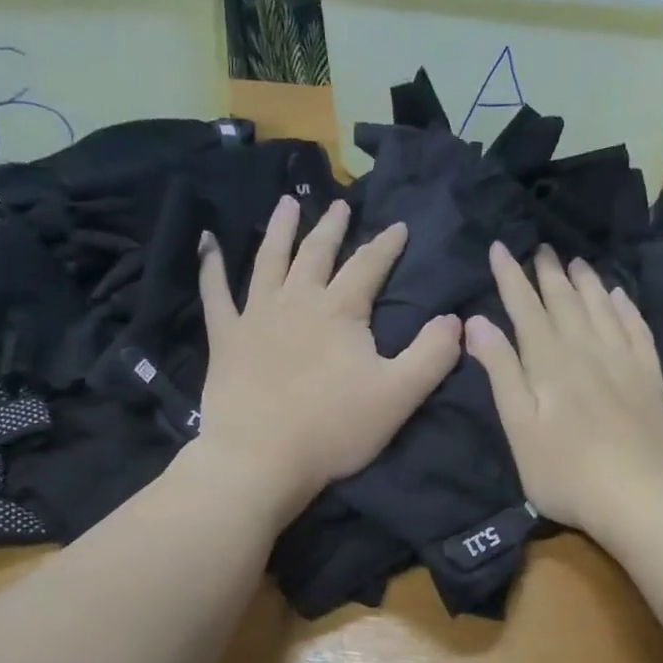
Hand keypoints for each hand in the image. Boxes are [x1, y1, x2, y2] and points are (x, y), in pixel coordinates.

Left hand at [195, 195, 460, 521]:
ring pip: (270, 260)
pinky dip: (210, 265)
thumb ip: (433, 354)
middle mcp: (297, 300)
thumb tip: (456, 319)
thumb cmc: (334, 429)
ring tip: (285, 204)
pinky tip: (207, 242)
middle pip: (317, 253)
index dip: (386, 244)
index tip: (399, 226)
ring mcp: (256, 315)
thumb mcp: (399, 395)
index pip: (369, 265)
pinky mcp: (225, 338)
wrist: (262, 458)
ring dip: (279, 230)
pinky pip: (214, 292)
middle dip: (331, 227)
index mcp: (341, 311)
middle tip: (339, 204)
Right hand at [465, 243, 662, 536]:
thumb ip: (501, 372)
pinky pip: (637, 329)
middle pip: (565, 303)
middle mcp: (587, 351)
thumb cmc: (565, 472)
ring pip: (602, 309)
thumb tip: (477, 322)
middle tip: (540, 247)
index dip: (511, 278)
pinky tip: (620, 296)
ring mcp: (624, 362)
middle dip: (548, 274)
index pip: (525, 310)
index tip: (499, 248)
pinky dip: (626, 308)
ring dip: (586, 283)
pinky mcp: (651, 379)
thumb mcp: (519, 428)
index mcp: (549, 364)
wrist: (640, 496)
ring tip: (576, 261)